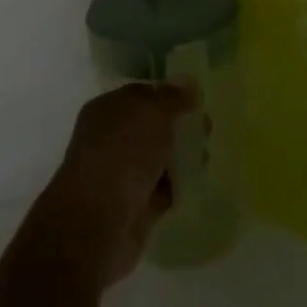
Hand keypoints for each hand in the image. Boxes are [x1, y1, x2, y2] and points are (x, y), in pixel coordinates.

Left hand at [39, 84, 195, 285]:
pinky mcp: (135, 206)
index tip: (199, 99)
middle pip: (152, 126)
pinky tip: (198, 181)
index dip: (169, 94)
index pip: (142, 94)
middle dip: (180, 125)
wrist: (98, 223)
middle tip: (208, 128)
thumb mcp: (152, 114)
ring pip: (158, 157)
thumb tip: (190, 83)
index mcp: (108, 109)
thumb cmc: (122, 155)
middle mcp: (112, 138)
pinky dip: (178, 185)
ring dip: (181, 155)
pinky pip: (162, 188)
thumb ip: (173, 98)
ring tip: (206, 155)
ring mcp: (122, 173)